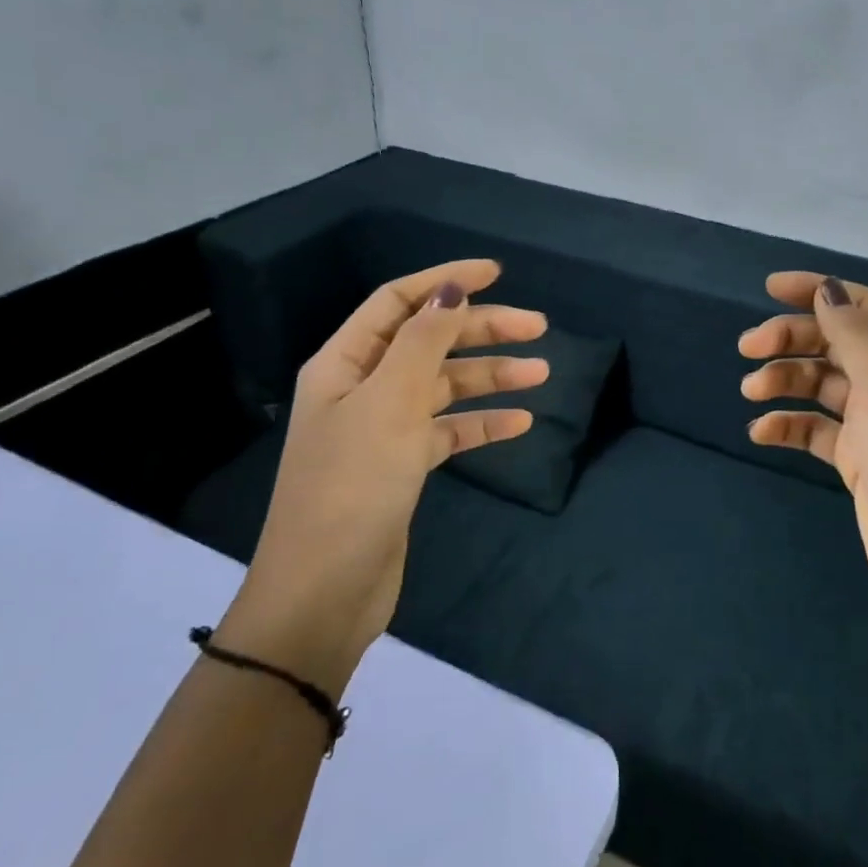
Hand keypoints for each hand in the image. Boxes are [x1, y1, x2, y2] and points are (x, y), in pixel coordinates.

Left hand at [218, 259, 547, 694]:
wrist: (325, 592)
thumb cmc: (352, 487)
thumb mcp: (389, 404)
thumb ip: (422, 341)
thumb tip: (451, 289)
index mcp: (344, 364)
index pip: (398, 302)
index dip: (446, 281)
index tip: (497, 273)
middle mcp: (362, 388)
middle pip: (429, 341)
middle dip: (482, 330)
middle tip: (539, 328)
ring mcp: (383, 429)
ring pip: (445, 386)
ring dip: (491, 377)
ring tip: (542, 374)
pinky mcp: (402, 466)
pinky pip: (448, 430)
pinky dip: (481, 423)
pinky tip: (519, 424)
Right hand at [740, 274, 867, 632]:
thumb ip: (853, 336)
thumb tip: (827, 290)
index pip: (863, 306)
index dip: (817, 290)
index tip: (768, 288)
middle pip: (837, 343)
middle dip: (791, 340)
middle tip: (746, 348)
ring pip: (823, 385)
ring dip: (785, 381)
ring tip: (750, 392)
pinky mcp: (860, 459)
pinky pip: (818, 428)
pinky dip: (790, 425)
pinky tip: (762, 432)